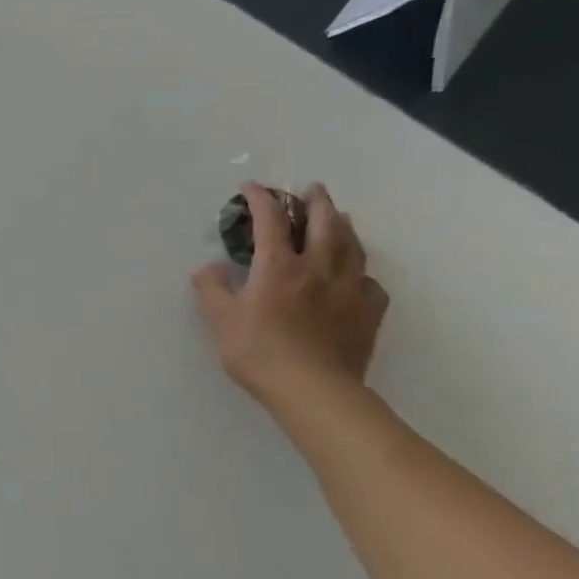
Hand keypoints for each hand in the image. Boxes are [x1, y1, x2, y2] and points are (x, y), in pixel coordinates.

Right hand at [191, 182, 388, 410]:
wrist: (314, 391)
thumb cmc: (260, 351)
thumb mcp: (221, 319)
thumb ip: (212, 288)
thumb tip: (207, 267)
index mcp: (279, 266)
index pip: (270, 220)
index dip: (261, 199)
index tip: (252, 187)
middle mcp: (317, 268)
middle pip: (325, 224)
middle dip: (317, 202)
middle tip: (312, 189)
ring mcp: (348, 290)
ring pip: (353, 247)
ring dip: (345, 226)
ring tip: (341, 217)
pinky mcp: (367, 314)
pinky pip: (370, 284)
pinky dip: (362, 273)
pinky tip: (357, 277)